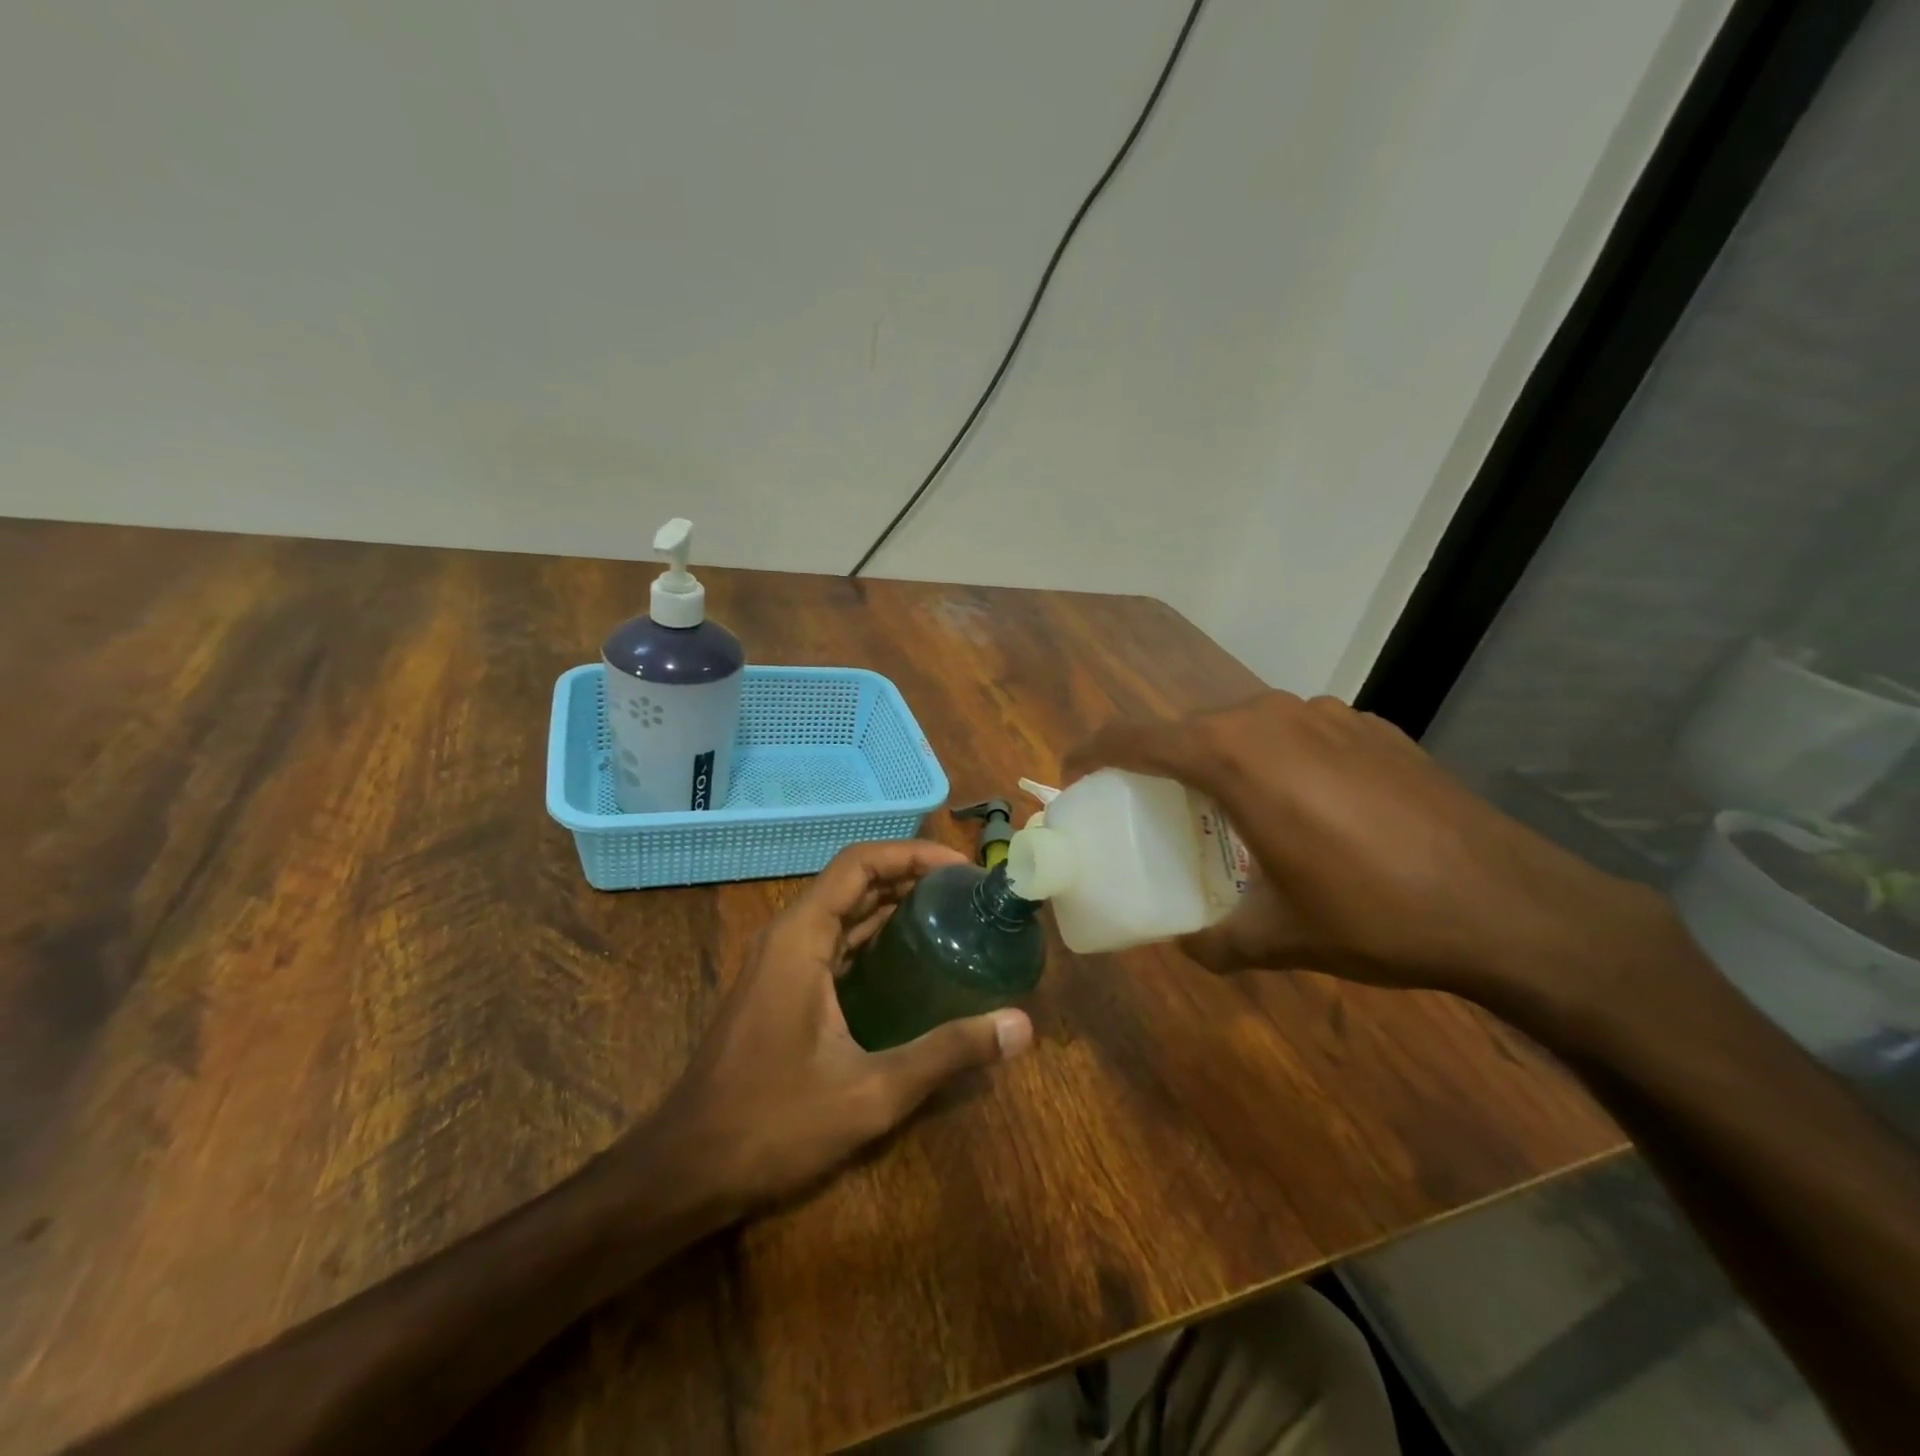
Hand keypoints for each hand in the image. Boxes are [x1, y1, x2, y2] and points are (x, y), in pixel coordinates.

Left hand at [641, 840, 1033, 1212]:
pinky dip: (874, 938)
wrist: (685, 1171)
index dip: (914, 854)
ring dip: (893, 906)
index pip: (860, 863)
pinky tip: (914, 964)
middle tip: (969, 895)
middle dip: (911, 877)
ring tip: (953, 918)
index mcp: (801, 937)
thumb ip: (947, 1053)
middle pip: (854, 881)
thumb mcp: (870, 1092)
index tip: (963, 870)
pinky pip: (834, 943)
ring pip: (843, 912)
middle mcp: (788, 936)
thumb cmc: (772, 1124)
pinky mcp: (781, 988)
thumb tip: (1021, 1027)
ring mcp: (780, 962)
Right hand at [1063, 692, 1679, 1015]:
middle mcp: (1269, 717)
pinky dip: (1270, 757)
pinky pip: (1292, 730)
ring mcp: (1324, 714)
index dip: (1093, 752)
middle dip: (1154, 760)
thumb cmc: (1374, 914)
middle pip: (1186, 727)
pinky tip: (1300, 806)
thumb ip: (1215, 941)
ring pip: (1240, 724)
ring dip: (1214, 757)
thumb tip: (1187, 947)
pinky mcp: (1367, 725)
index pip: (1135, 737)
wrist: (1511, 903)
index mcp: (1233, 758)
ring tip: (1223, 807)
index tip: (1073, 774)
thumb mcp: (1279, 937)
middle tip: (1147, 805)